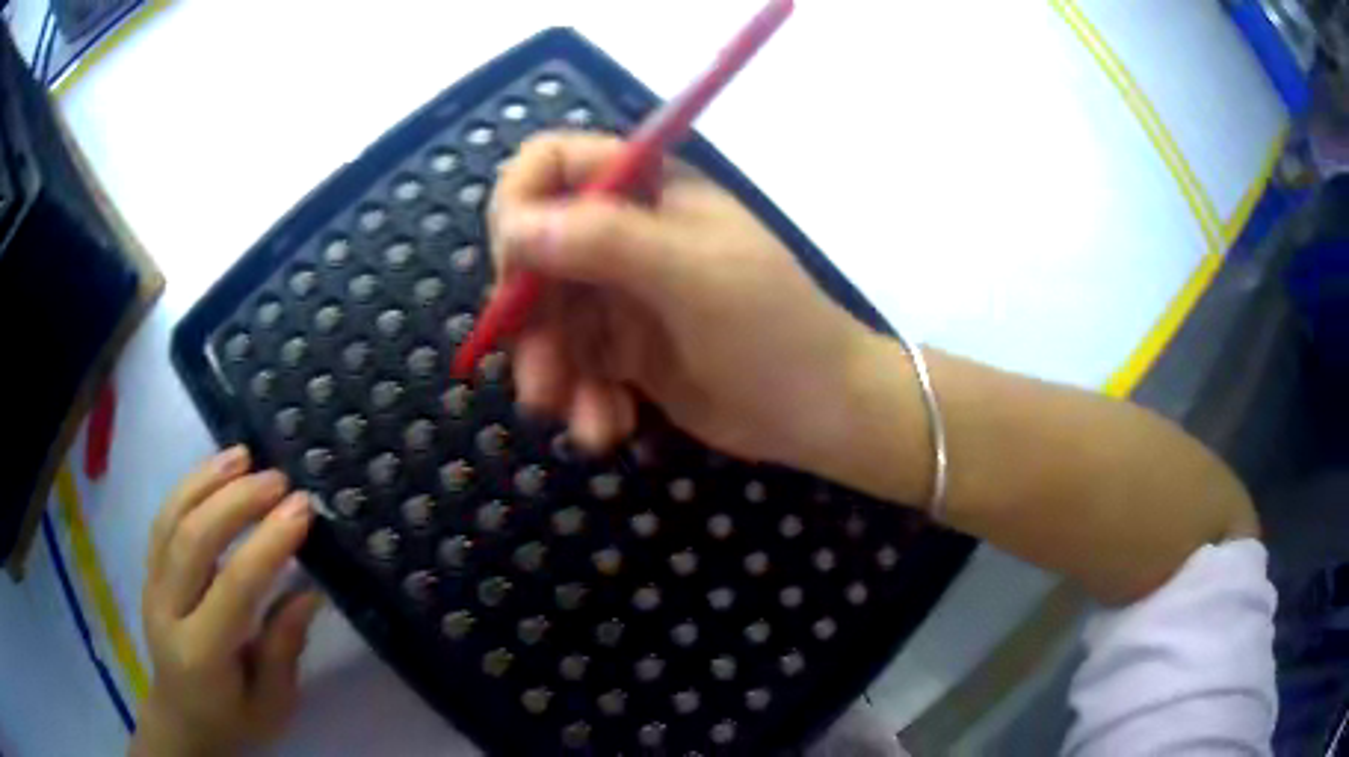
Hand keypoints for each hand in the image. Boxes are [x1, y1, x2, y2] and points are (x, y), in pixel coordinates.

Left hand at [132, 446, 320, 756]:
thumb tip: (309, 590)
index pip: (232, 588)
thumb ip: (285, 647)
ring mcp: (151, 584)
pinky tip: (214, 469)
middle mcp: (168, 610)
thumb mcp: (273, 703)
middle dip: (237, 502)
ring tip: (245, 456)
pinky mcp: (149, 570)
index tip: (301, 511)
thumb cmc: (234, 719)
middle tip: (279, 480)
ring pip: (172, 518)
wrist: (182, 717)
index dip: (266, 545)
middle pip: (194, 540)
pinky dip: (189, 486)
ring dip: (208, 480)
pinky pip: (164, 518)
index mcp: (202, 654)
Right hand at [491, 133, 883, 480]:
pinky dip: (583, 400)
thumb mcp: (695, 276)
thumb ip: (605, 241)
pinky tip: (610, 427)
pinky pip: (573, 366)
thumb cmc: (774, 330)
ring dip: (554, 376)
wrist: (820, 412)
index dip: (518, 205)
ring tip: (587, 423)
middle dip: (530, 324)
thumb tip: (513, 227)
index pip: (552, 164)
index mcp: (646, 191)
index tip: (513, 269)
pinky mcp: (623, 350)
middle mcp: (623, 233)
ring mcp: (621, 294)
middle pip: (534, 256)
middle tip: (543, 382)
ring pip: (546, 322)